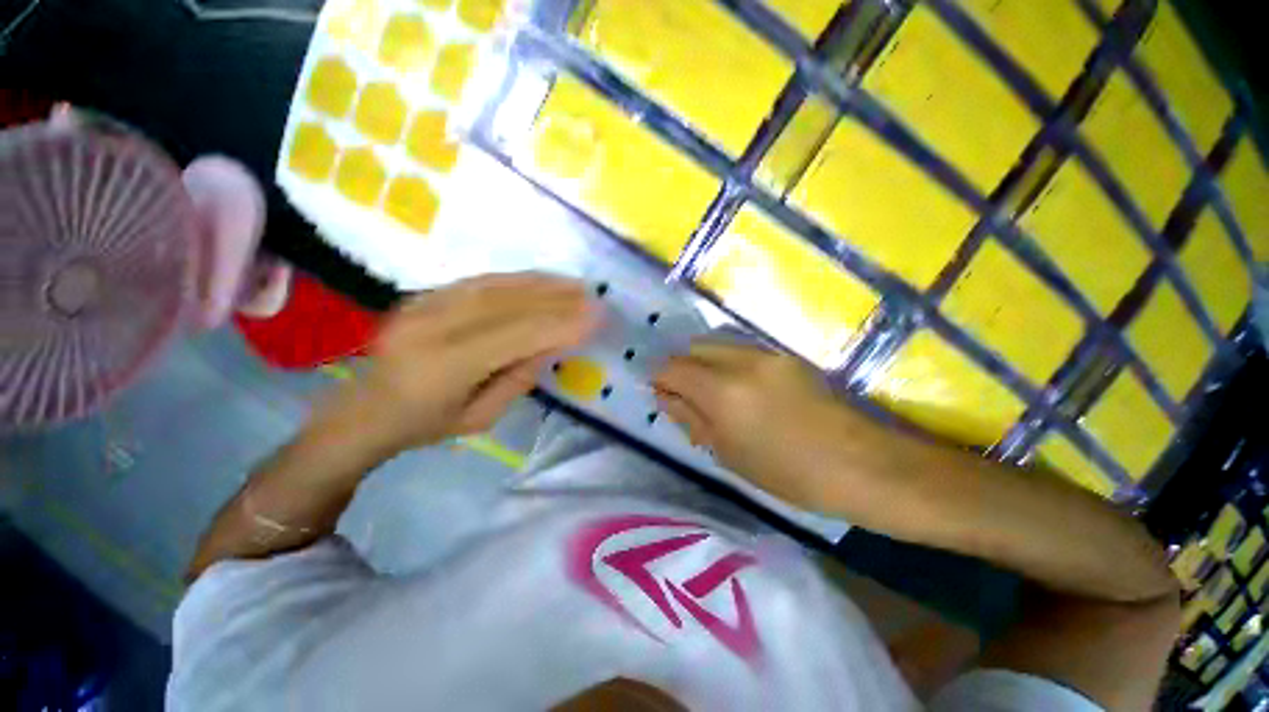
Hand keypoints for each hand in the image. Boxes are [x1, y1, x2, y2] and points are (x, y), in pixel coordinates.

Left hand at [331, 273, 598, 453]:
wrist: (364, 410)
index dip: (558, 324)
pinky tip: (542, 279)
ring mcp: (424, 305)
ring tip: (575, 284)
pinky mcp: (424, 295)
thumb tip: (554, 343)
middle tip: (592, 296)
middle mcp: (432, 327)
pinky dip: (517, 279)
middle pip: (507, 305)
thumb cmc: (425, 426)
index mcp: (444, 367)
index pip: (515, 336)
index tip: (595, 317)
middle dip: (557, 299)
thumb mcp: (481, 418)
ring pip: (495, 287)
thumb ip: (519, 378)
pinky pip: (479, 281)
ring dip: (541, 284)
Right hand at [653, 341, 878, 508]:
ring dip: (705, 364)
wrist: (859, 463)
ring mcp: (766, 353)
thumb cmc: (787, 472)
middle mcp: (740, 360)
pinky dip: (727, 364)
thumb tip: (665, 397)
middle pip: (693, 348)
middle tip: (687, 397)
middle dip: (682, 368)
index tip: (662, 396)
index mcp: (722, 391)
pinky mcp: (784, 355)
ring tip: (714, 394)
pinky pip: (741, 350)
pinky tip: (742, 390)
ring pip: (717, 345)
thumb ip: (690, 417)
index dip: (660, 380)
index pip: (672, 368)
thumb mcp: (727, 452)